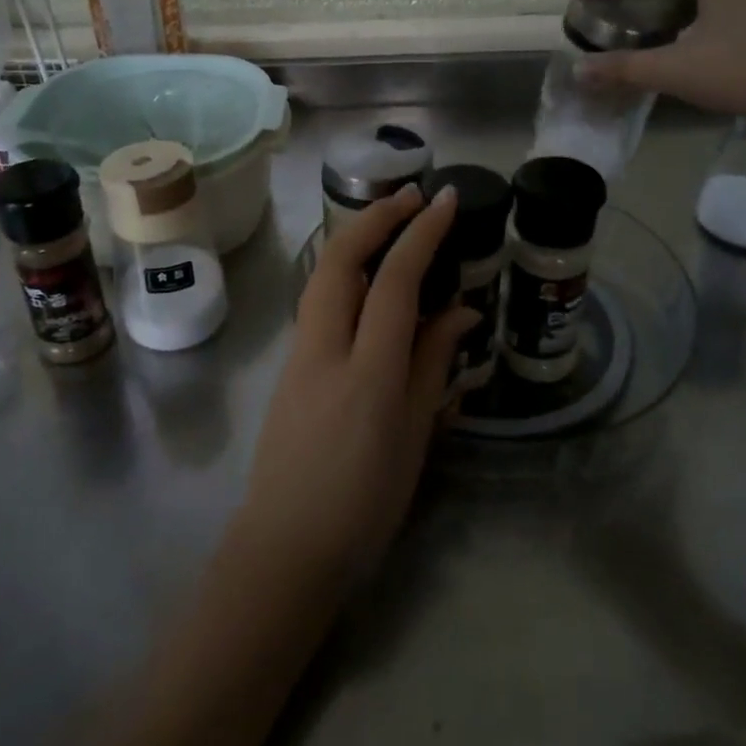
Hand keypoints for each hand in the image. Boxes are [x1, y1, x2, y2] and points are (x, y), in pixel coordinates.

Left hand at [233, 184, 478, 590]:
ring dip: (356, 238)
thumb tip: (460, 310)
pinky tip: (369, 279)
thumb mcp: (414, 436)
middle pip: (340, 259)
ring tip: (393, 225)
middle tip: (412, 198)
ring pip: (322, 275)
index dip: (420, 234)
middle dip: (375, 217)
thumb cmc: (364, 504)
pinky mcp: (289, 365)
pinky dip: (345, 272)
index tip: (444, 201)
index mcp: (368, 372)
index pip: (393, 282)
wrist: (285, 548)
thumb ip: (433, 364)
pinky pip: (318, 302)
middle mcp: (325, 349)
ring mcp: (298, 354)